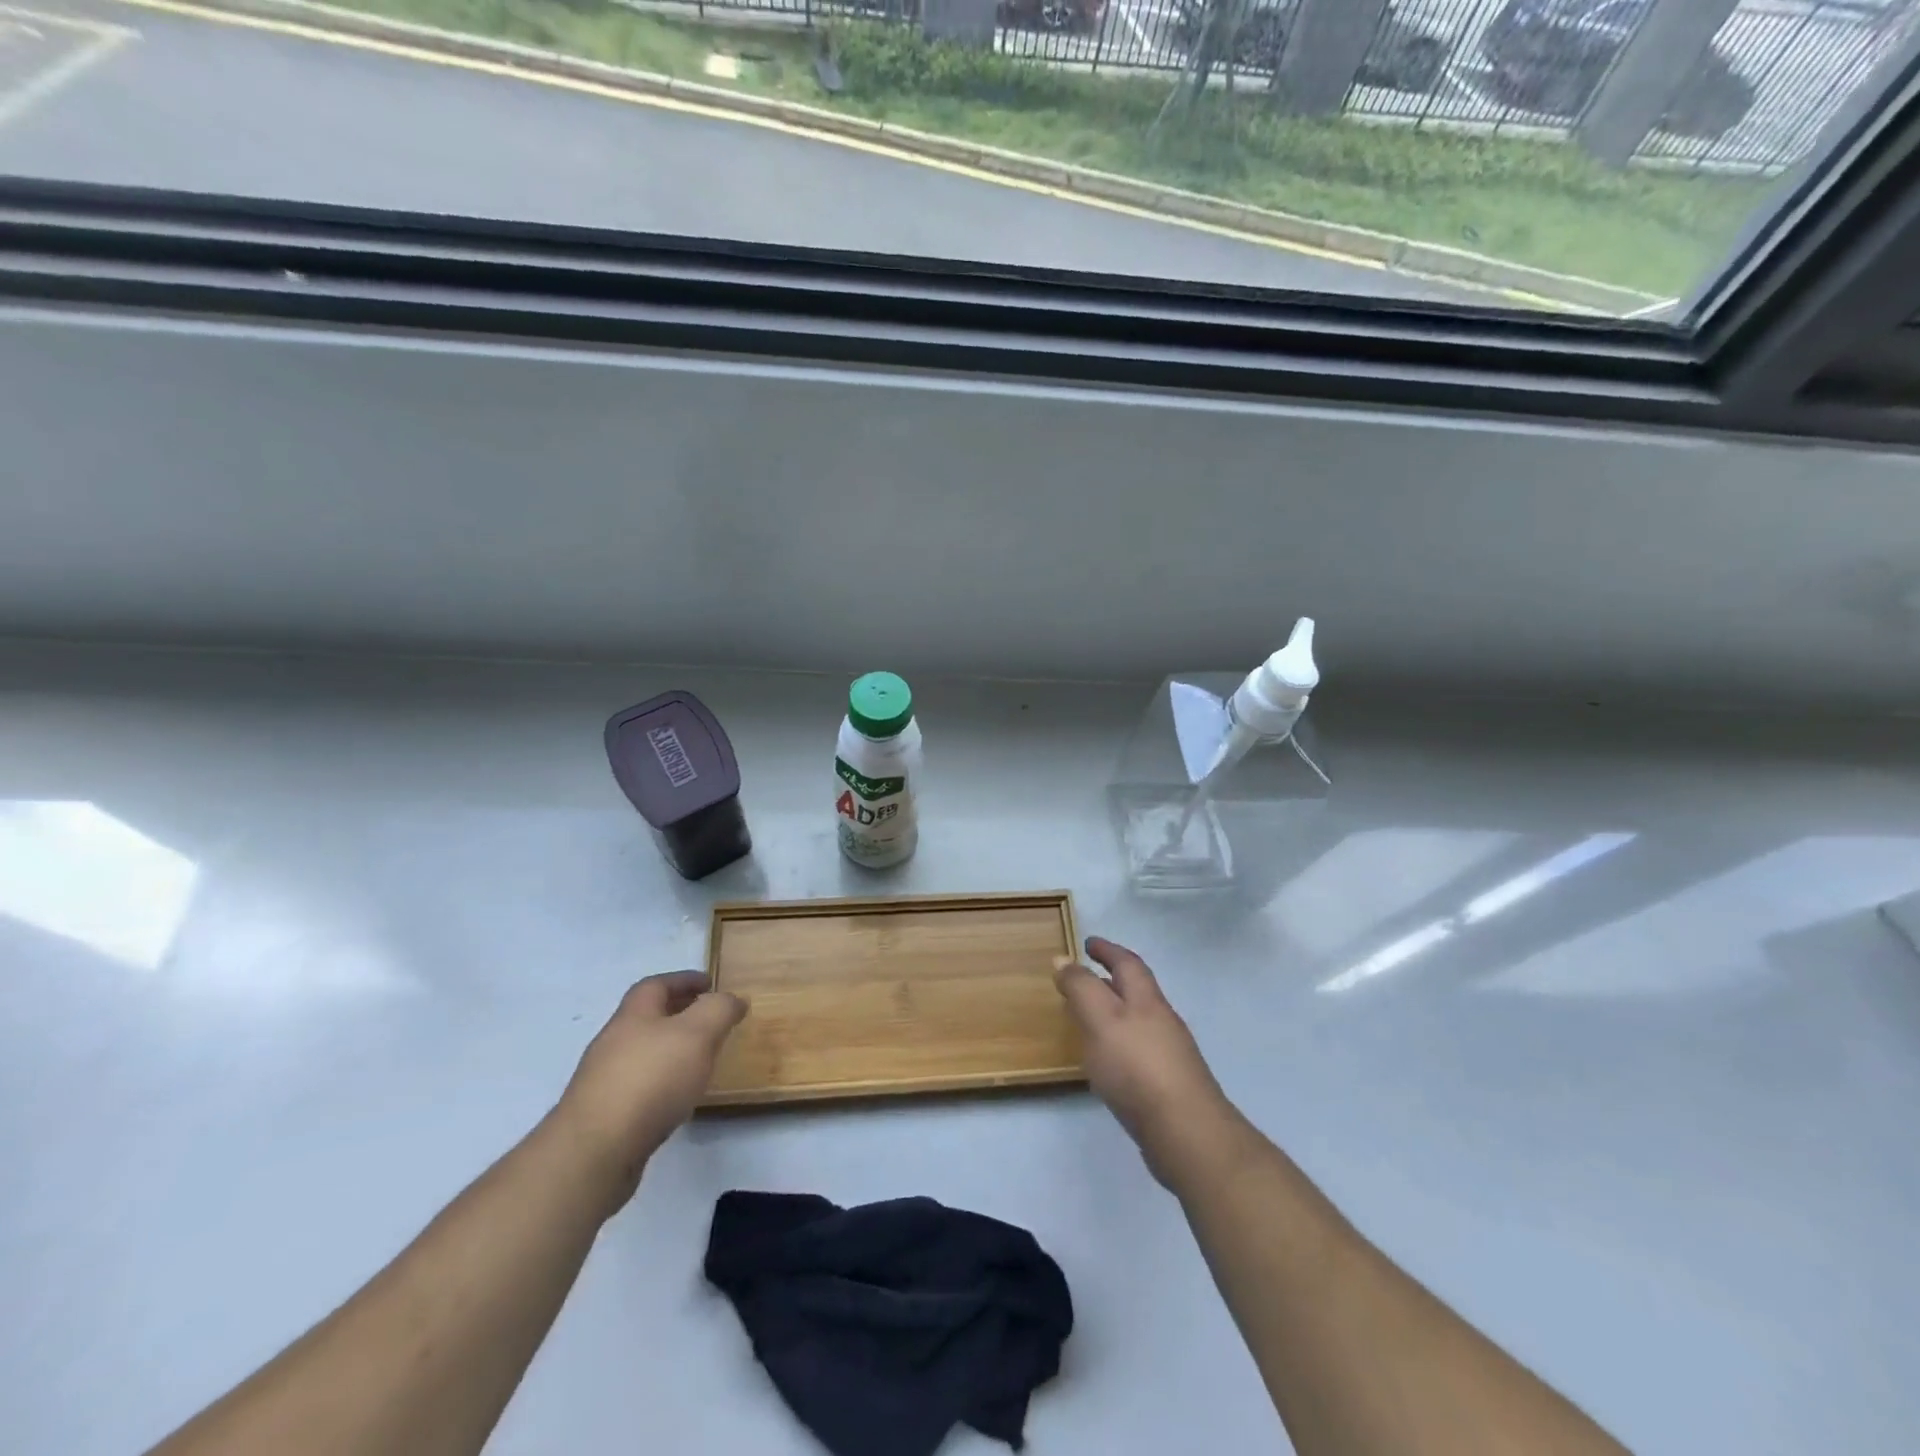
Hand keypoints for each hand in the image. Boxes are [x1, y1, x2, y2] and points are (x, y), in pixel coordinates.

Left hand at [555, 971, 746, 1212]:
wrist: (595, 1152)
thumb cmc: (650, 1080)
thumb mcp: (698, 1033)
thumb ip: (719, 1010)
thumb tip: (734, 998)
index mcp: (633, 1015)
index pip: (656, 985)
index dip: (683, 980)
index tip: (710, 983)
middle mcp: (613, 1043)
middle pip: (646, 1019)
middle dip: (677, 1014)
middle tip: (709, 1021)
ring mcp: (603, 1082)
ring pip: (642, 1054)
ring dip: (669, 1051)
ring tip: (698, 1061)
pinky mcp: (603, 1117)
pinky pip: (637, 1087)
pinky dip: (660, 1083)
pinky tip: (676, 1099)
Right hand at [1055, 937, 1244, 1191]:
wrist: (1186, 1133)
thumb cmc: (1137, 1067)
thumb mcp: (1101, 1019)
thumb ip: (1081, 988)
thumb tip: (1063, 959)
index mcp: (1146, 1000)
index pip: (1127, 963)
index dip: (1107, 950)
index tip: (1087, 943)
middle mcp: (1162, 1021)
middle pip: (1136, 991)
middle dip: (1110, 980)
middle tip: (1083, 979)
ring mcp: (1169, 1055)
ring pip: (1137, 1022)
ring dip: (1114, 1014)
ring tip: (1087, 1021)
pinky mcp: (1168, 1087)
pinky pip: (1139, 1053)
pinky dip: (1120, 1046)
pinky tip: (1107, 1064)